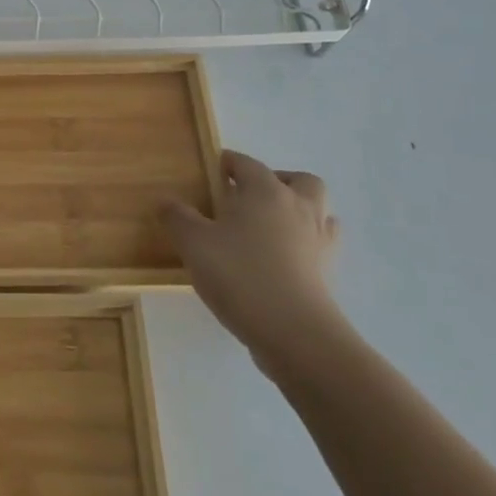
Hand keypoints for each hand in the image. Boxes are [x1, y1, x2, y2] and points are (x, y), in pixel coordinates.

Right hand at [162, 150, 342, 373]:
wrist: (294, 332)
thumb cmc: (239, 274)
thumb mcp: (193, 243)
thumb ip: (177, 217)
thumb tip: (167, 201)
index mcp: (265, 192)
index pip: (248, 164)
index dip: (230, 162)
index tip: (215, 169)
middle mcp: (298, 208)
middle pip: (300, 180)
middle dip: (278, 181)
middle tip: (251, 196)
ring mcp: (319, 241)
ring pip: (318, 212)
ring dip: (298, 212)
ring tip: (270, 227)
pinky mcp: (328, 274)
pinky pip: (320, 246)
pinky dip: (305, 244)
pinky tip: (282, 259)